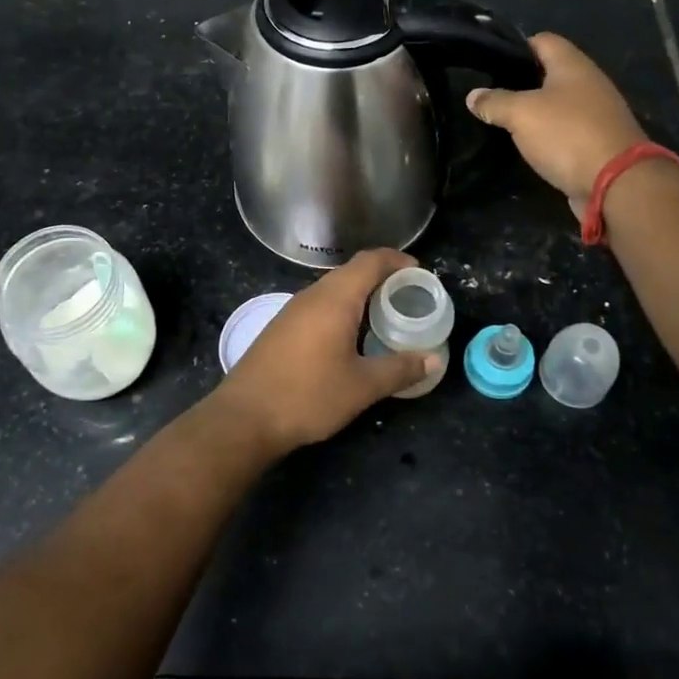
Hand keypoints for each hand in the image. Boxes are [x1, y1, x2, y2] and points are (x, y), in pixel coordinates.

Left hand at [212, 250, 437, 453]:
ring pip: (334, 289)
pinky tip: (351, 337)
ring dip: (361, 295)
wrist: (244, 418)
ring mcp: (292, 310)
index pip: (371, 260)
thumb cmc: (308, 396)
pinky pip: (319, 305)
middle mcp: (312, 295)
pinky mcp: (281, 327)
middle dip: (383, 278)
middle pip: (352, 272)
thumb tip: (434, 359)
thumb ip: (400, 369)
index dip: (398, 260)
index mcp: (335, 298)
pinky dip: (342, 310)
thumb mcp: (362, 386)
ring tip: (385, 317)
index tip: (420, 273)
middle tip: (409, 298)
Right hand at [467, 32, 648, 204]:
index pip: (542, 40)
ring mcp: (596, 113)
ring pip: (558, 103)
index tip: (490, 63)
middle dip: (521, 82)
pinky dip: (548, 134)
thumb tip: (473, 96)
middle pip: (550, 72)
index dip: (515, 47)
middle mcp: (588, 82)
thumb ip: (495, 102)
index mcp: (572, 65)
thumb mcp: (521, 114)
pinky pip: (566, 129)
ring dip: (535, 111)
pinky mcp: (597, 141)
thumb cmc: (567, 134)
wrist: (616, 182)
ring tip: (504, 120)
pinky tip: (529, 144)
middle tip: (491, 95)